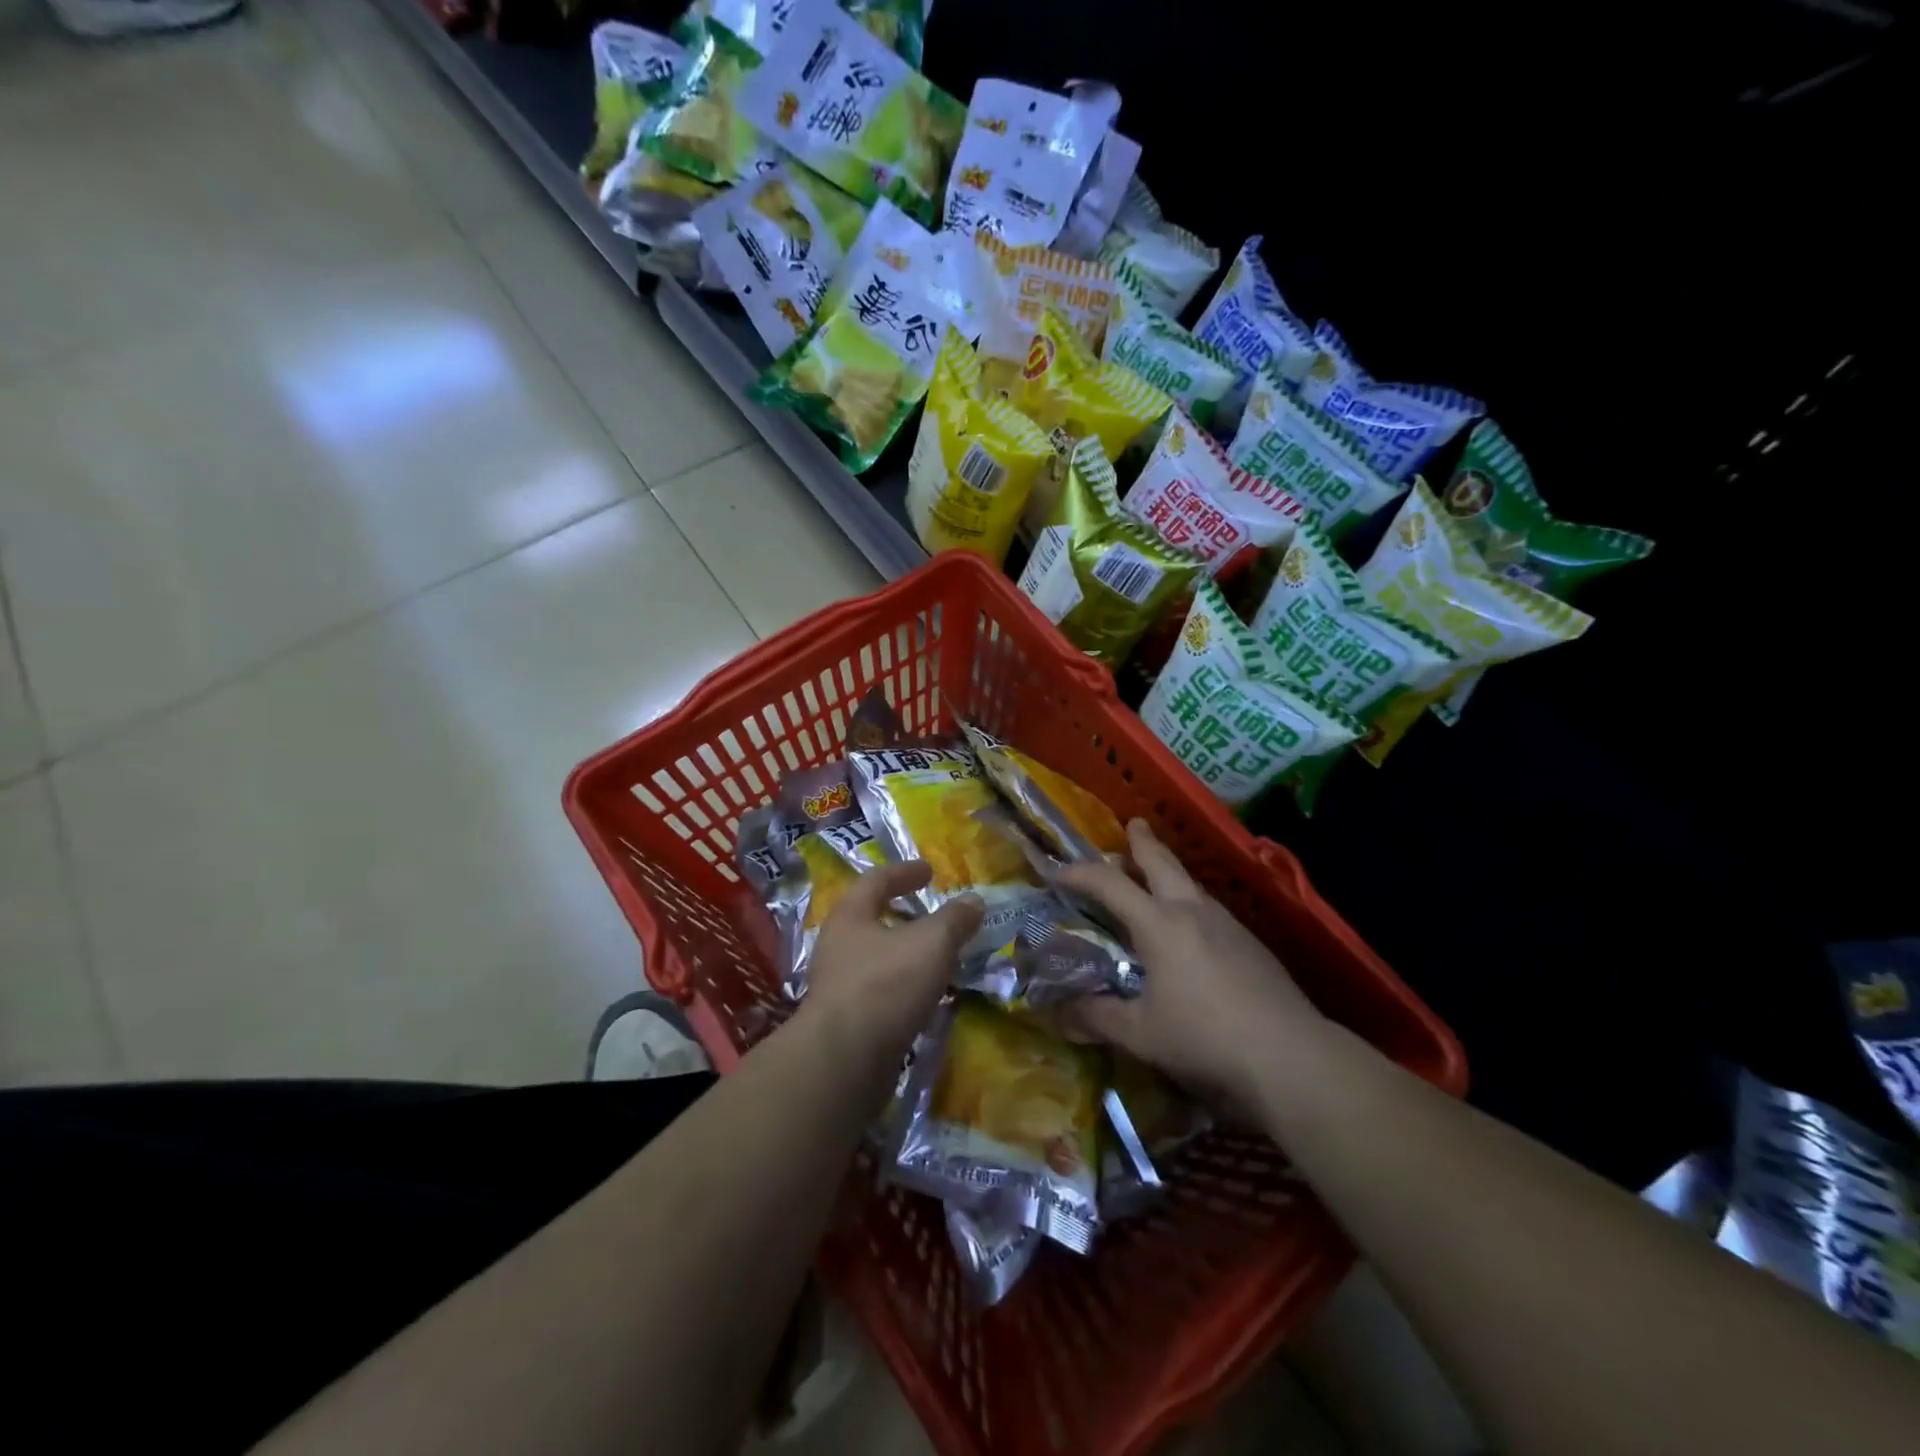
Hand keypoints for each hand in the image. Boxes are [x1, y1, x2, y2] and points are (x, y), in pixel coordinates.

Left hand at [801, 861, 983, 1057]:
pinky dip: (904, 986)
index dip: (905, 872)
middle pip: (871, 919)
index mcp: (850, 915)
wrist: (844, 1061)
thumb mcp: (931, 943)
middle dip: (903, 915)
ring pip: (877, 958)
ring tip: (938, 957)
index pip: (877, 880)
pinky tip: (926, 996)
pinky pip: (880, 991)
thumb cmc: (886, 984)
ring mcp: (838, 985)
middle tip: (933, 915)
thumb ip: (954, 920)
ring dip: (905, 953)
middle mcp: (838, 945)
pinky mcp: (847, 1021)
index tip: (929, 870)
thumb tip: (974, 901)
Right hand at [1053, 819, 1321, 1105]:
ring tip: (1157, 875)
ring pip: (1191, 883)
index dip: (1080, 873)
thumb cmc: (1205, 1037)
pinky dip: (1190, 901)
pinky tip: (1192, 927)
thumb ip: (1096, 1017)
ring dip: (1169, 871)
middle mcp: (1192, 910)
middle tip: (1133, 824)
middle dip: (1143, 842)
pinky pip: (1210, 908)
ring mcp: (1227, 923)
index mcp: (1158, 924)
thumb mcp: (1140, 1034)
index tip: (1057, 872)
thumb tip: (1059, 1012)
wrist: (1290, 1054)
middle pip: (1162, 862)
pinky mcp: (1251, 943)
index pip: (1110, 884)